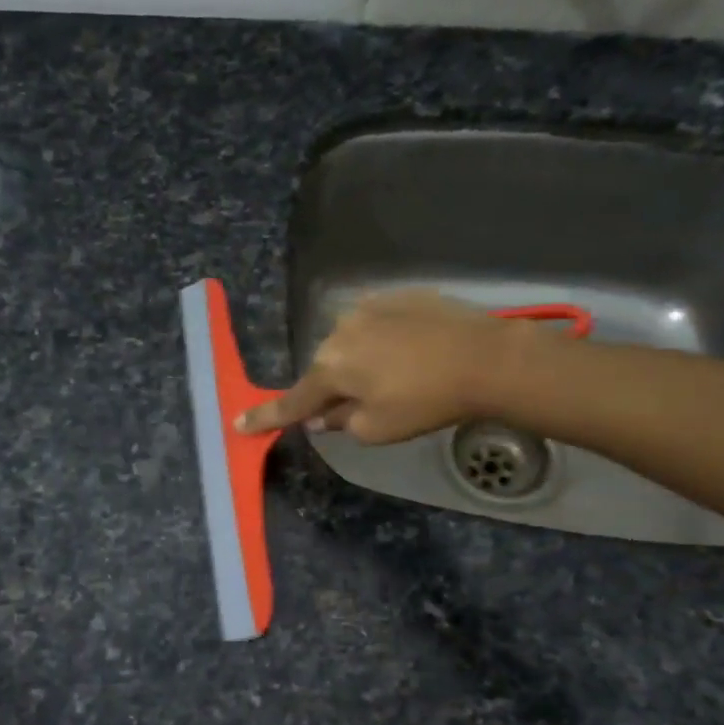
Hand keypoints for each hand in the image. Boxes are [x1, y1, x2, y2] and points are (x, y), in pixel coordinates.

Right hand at [237, 290, 561, 443]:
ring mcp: (369, 307)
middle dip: (336, 386)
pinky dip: (386, 340)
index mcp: (329, 368)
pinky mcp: (398, 295)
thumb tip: (322, 415)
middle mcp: (339, 331)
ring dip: (362, 360)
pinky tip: (414, 352)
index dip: (267, 416)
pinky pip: (379, 323)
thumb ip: (340, 422)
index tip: (238, 423)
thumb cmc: (426, 402)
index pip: (293, 401)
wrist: (485, 357)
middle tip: (364, 405)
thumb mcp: (378, 429)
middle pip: (326, 368)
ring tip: (400, 376)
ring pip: (352, 342)